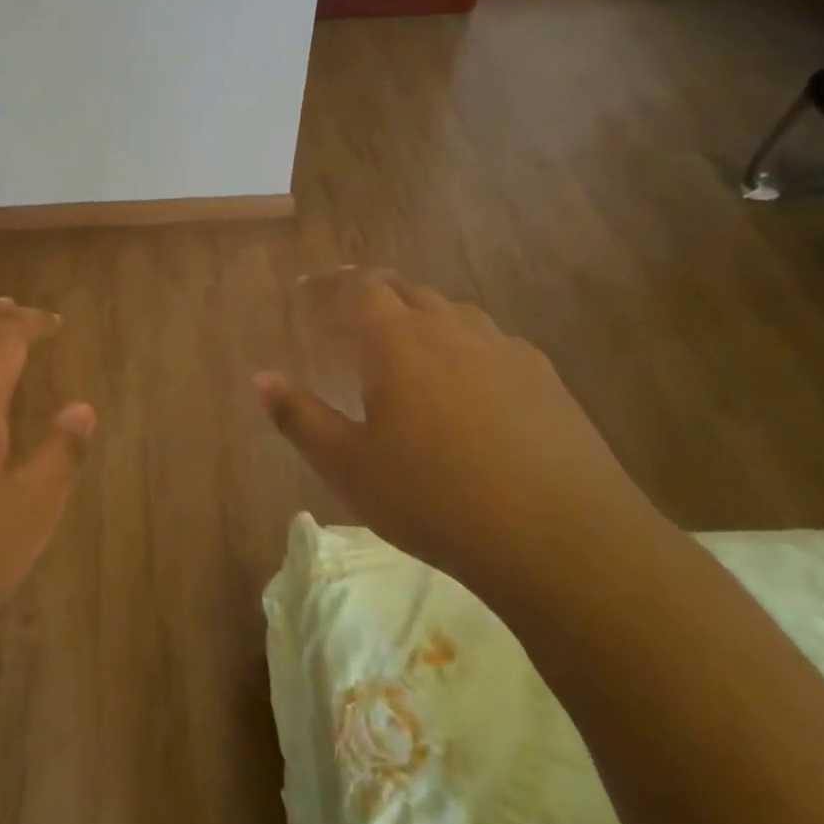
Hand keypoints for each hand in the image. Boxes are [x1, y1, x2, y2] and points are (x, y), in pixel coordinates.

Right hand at [254, 269, 667, 609]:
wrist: (561, 539)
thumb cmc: (433, 499)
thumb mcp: (348, 466)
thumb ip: (299, 417)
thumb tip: (262, 378)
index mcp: (397, 341)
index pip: (358, 289)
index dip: (329, 285)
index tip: (308, 291)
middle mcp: (450, 329)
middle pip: (405, 290)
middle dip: (372, 292)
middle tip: (348, 310)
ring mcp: (503, 349)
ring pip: (451, 312)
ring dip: (419, 315)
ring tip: (403, 342)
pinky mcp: (544, 377)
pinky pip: (490, 342)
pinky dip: (462, 344)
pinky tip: (465, 381)